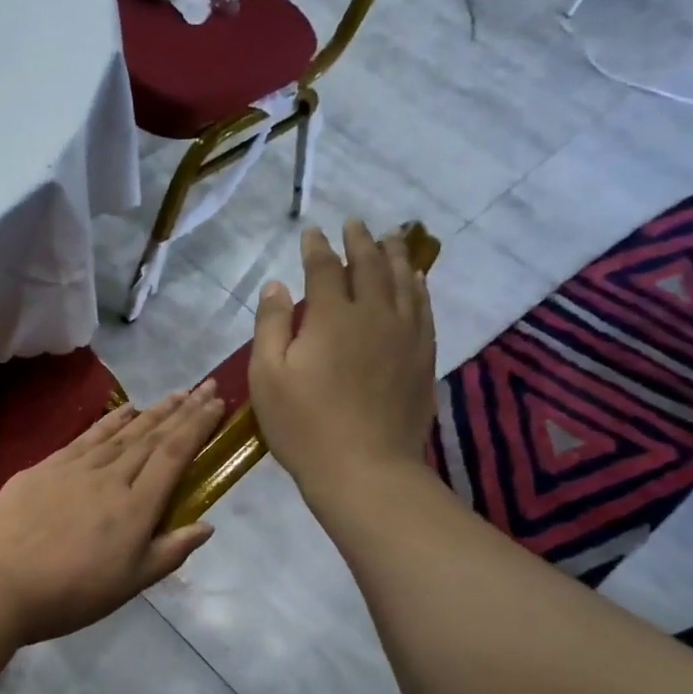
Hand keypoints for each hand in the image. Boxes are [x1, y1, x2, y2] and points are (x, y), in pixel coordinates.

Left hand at [0, 383, 223, 645]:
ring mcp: (75, 468)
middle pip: (152, 437)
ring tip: (175, 394)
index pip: (174, 456)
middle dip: (182, 410)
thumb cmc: (69, 594)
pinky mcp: (45, 467)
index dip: (198, 427)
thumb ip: (169, 552)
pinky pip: (87, 436)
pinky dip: (110, 420)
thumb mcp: (129, 585)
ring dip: (152, 411)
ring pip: (122, 432)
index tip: (216, 404)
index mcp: (135, 507)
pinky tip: (124, 410)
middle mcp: (110, 477)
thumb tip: (207, 525)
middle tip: (205, 387)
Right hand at [250, 220, 437, 508]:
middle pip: (371, 266)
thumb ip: (271, 326)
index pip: (325, 269)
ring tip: (392, 239)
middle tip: (355, 224)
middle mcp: (374, 314)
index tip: (312, 232)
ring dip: (395, 256)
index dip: (317, 248)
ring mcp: (405, 335)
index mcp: (332, 317)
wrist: (365, 469)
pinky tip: (417, 281)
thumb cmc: (304, 426)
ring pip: (404, 281)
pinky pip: (424, 308)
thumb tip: (276, 286)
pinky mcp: (423, 357)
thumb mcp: (268, 376)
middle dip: (360, 242)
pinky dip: (418, 287)